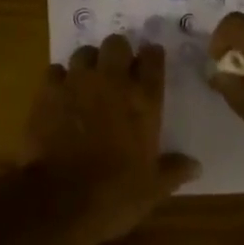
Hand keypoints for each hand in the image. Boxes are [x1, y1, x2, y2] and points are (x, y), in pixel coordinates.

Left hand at [25, 37, 199, 244]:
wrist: (61, 200)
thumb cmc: (115, 195)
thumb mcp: (153, 189)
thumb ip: (173, 170)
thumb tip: (195, 166)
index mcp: (143, 100)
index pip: (153, 60)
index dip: (152, 56)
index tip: (151, 60)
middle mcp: (112, 81)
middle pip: (116, 44)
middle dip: (118, 52)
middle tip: (117, 70)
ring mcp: (78, 82)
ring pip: (84, 52)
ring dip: (89, 63)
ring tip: (88, 80)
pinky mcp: (48, 91)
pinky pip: (55, 70)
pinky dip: (59, 79)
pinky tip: (60, 94)